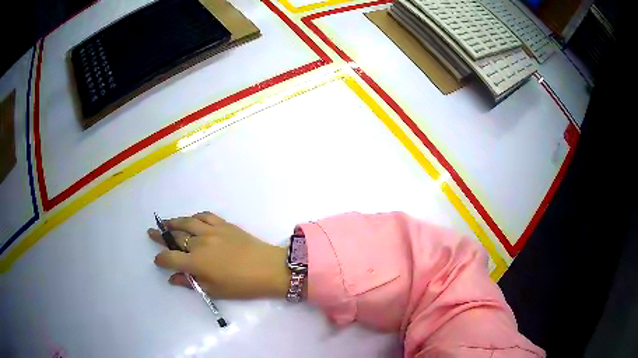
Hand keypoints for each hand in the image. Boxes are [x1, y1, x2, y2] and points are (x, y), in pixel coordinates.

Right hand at [148, 212, 289, 298]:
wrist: (269, 268)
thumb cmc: (242, 285)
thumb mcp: (215, 290)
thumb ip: (191, 283)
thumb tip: (173, 279)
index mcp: (196, 262)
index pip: (170, 258)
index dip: (161, 259)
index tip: (158, 260)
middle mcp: (199, 243)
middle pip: (175, 236)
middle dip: (161, 235)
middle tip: (152, 231)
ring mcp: (212, 231)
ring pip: (187, 222)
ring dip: (174, 222)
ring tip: (166, 222)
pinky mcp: (224, 224)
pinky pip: (205, 216)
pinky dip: (195, 216)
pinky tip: (191, 219)